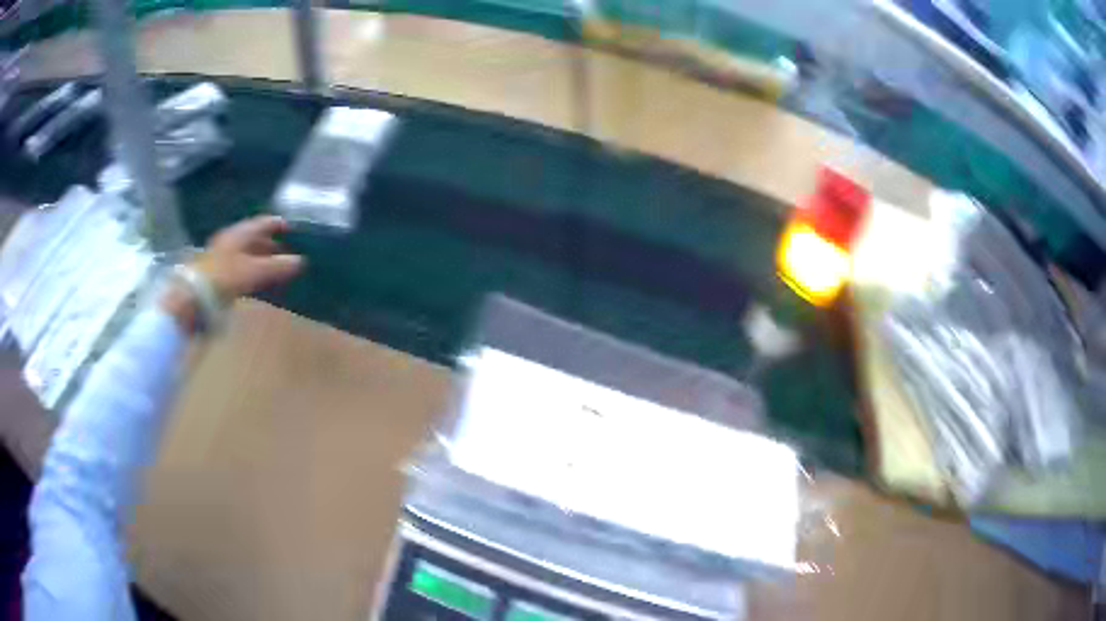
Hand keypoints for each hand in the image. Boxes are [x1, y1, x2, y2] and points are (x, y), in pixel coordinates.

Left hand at [192, 215, 303, 300]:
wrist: (193, 296)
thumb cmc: (225, 276)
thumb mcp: (254, 271)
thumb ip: (277, 266)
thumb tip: (301, 261)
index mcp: (239, 233)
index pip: (261, 223)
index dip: (276, 224)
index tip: (290, 227)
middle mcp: (230, 240)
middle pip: (253, 238)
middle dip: (269, 243)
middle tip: (285, 250)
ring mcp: (221, 257)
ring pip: (245, 253)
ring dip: (260, 257)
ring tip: (273, 266)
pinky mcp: (216, 273)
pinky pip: (239, 266)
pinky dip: (251, 269)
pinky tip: (256, 279)